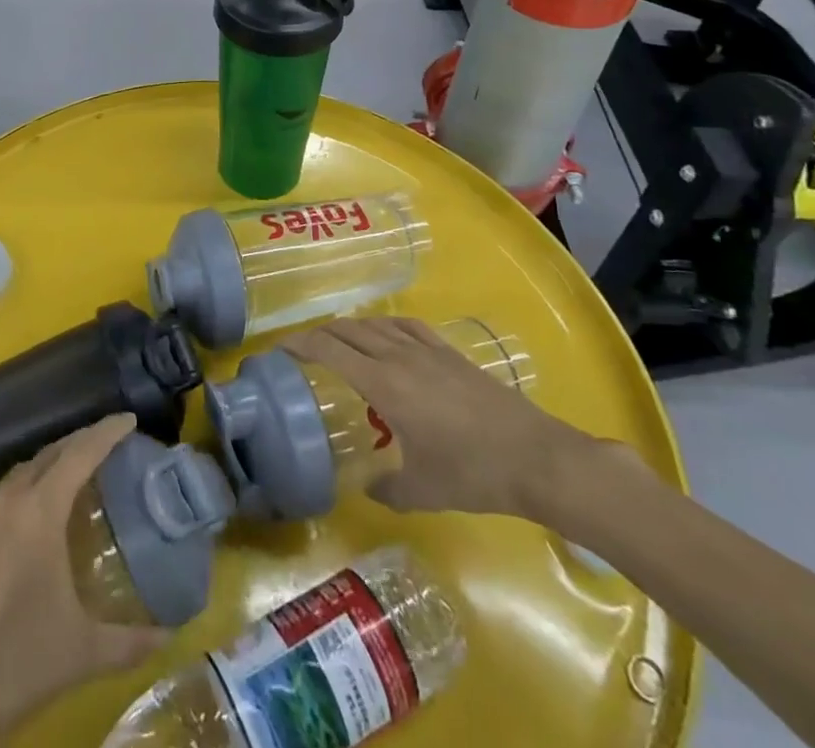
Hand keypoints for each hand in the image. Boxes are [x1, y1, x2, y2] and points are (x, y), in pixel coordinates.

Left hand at [0, 415, 166, 747]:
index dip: (106, 432)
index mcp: (36, 512)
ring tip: (75, 477)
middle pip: (48, 455)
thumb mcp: (77, 655)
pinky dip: (24, 492)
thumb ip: (129, 642)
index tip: (130, 418)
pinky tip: (32, 520)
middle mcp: (4, 502)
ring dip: (49, 467)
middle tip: (108, 444)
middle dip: (80, 444)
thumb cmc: (8, 668)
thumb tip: (172, 636)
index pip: (79, 453)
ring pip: (19, 474)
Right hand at [283, 317, 615, 521]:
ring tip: (337, 341)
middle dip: (319, 334)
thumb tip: (365, 485)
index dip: (299, 344)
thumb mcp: (421, 491)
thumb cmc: (473, 474)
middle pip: (348, 329)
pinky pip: (406, 326)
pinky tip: (385, 335)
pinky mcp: (450, 352)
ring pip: (375, 324)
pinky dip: (384, 325)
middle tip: (301, 349)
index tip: (278, 349)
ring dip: (349, 328)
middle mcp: (399, 356)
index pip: (329, 349)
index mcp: (384, 384)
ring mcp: (426, 349)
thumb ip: (384, 488)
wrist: (536, 457)